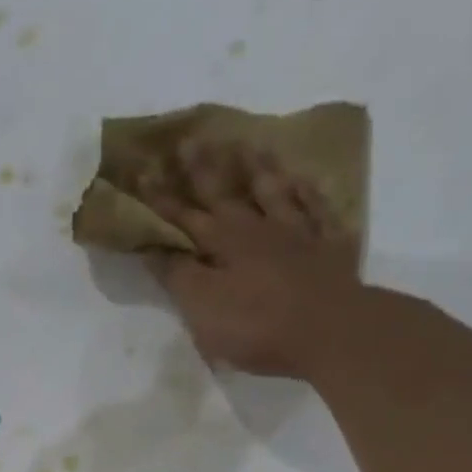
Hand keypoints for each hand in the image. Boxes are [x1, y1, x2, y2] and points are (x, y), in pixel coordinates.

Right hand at [142, 143, 363, 380]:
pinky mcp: (329, 246)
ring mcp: (297, 233)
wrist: (329, 331)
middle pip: (226, 193)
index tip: (142, 172)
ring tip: (247, 144)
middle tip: (189, 140)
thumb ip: (178, 276)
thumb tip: (154, 249)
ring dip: (258, 168)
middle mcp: (257, 228)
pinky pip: (317, 208)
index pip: (183, 216)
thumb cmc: (256, 324)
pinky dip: (307, 191)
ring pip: (274, 191)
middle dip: (203, 169)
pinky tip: (303, 179)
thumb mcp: (202, 306)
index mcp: (222, 243)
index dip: (161, 198)